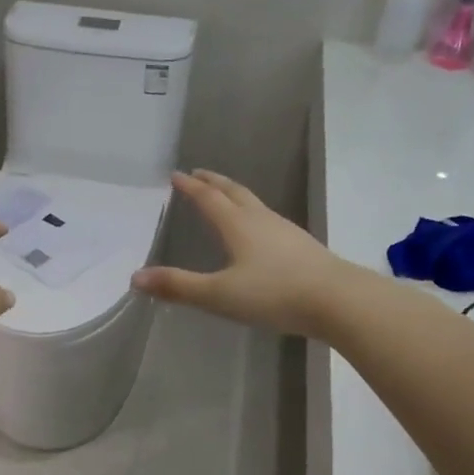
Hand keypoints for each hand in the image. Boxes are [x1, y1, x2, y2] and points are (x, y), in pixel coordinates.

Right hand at [133, 170, 360, 336]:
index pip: (209, 199)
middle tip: (198, 173)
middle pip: (234, 193)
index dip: (190, 187)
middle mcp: (261, 220)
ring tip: (225, 196)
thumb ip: (178, 286)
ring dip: (235, 195)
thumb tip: (135, 277)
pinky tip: (259, 231)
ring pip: (254, 204)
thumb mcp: (219, 295)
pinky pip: (268, 220)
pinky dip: (253, 215)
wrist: (338, 301)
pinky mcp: (302, 247)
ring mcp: (285, 231)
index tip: (176, 175)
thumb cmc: (274, 294)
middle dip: (214, 182)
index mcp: (238, 226)